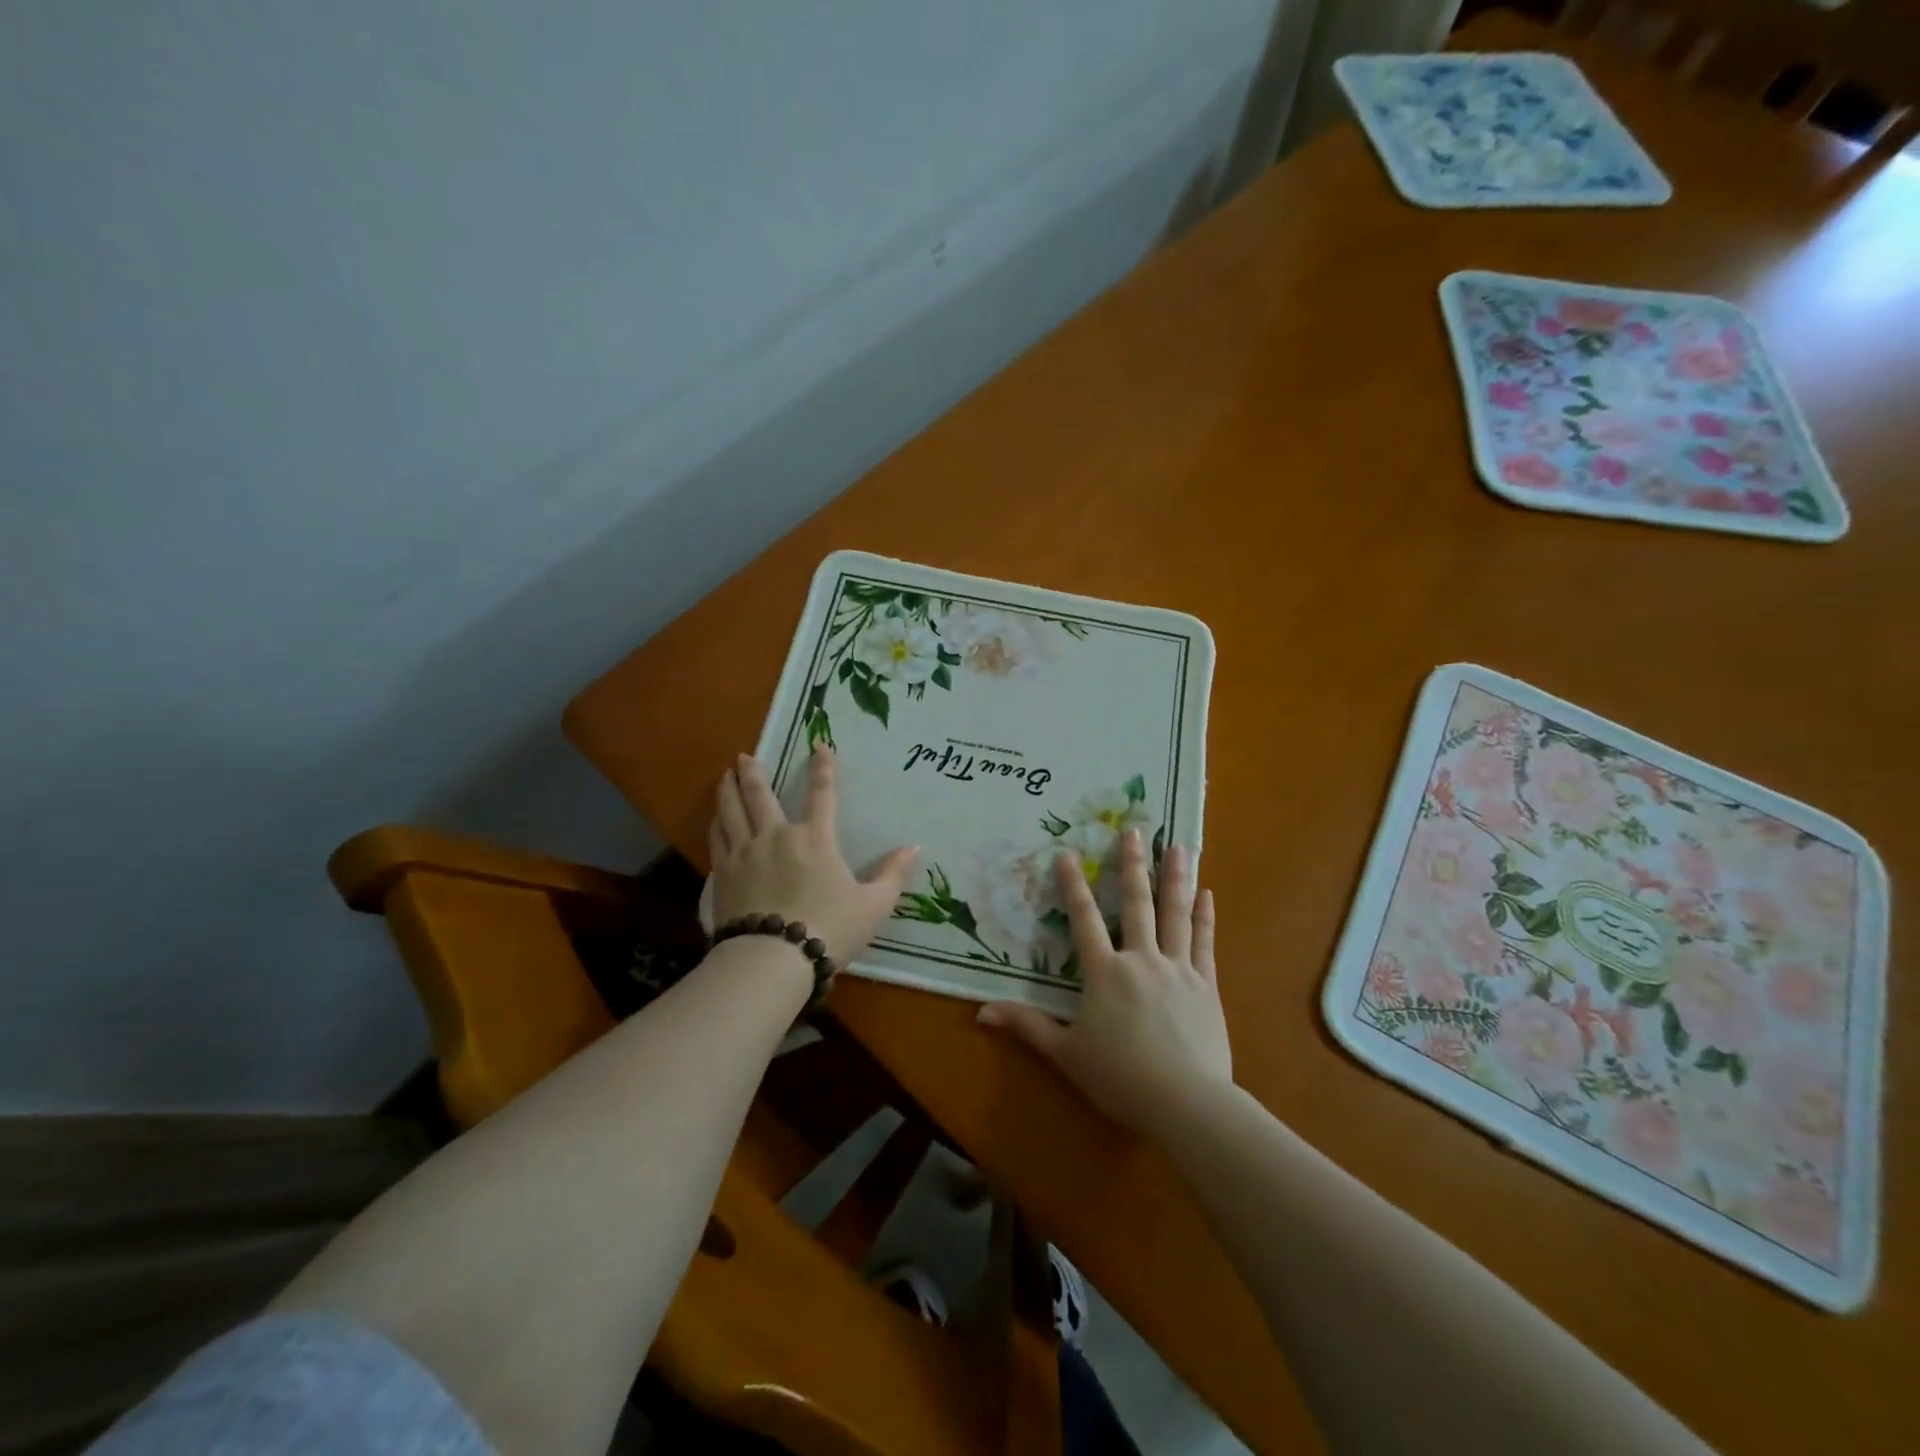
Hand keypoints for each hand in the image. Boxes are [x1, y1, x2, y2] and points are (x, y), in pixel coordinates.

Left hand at [709, 748, 919, 968]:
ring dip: (728, 791)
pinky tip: (715, 819)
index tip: (819, 744)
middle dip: (753, 773)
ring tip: (723, 776)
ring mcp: (745, 854)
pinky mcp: (723, 875)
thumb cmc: (829, 929)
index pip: (822, 794)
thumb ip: (893, 875)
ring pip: (732, 812)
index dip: (823, 767)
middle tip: (744, 757)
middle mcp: (777, 837)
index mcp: (815, 839)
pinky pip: (717, 840)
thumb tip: (914, 847)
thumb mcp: (873, 906)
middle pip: (760, 796)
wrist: (772, 959)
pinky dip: (716, 824)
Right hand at [977, 828, 1231, 1143]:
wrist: (1186, 1102)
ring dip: (1175, 878)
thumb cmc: (1120, 1077)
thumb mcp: (1066, 1053)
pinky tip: (1207, 894)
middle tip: (1133, 831)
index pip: (1084, 919)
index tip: (1066, 853)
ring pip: (1175, 914)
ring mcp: (1178, 969)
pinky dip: (1204, 917)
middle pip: (1136, 904)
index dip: (1073, 886)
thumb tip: (981, 1012)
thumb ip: (1027, 1026)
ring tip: (1179, 846)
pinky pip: (1205, 943)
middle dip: (1132, 865)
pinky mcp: (1206, 985)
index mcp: (1105, 972)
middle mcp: (1141, 959)